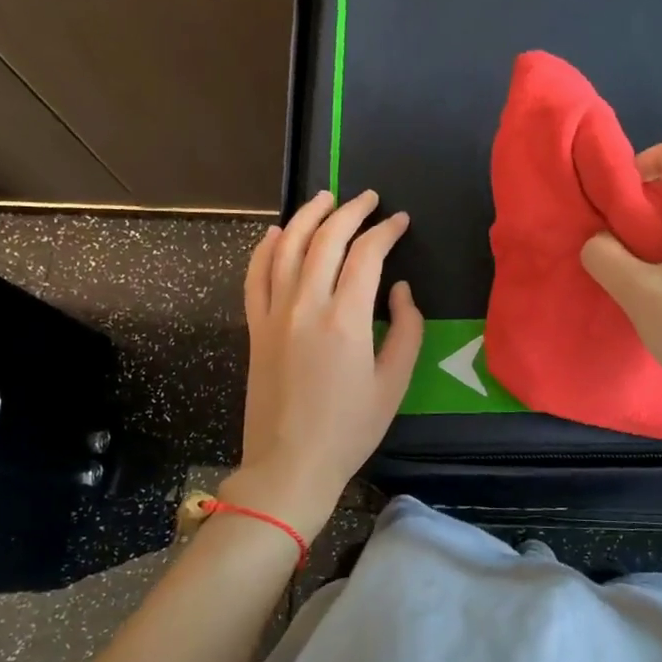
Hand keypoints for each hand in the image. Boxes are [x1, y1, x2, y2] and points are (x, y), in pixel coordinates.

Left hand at [225, 190, 423, 536]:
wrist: (290, 464)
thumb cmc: (350, 429)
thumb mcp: (394, 384)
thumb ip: (406, 329)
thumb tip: (399, 289)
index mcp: (346, 320)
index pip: (366, 255)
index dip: (385, 231)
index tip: (401, 221)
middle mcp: (305, 306)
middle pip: (325, 240)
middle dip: (350, 211)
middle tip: (368, 197)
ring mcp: (274, 315)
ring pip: (286, 248)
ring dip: (306, 216)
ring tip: (325, 198)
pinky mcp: (255, 328)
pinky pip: (255, 277)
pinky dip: (265, 249)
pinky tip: (275, 233)